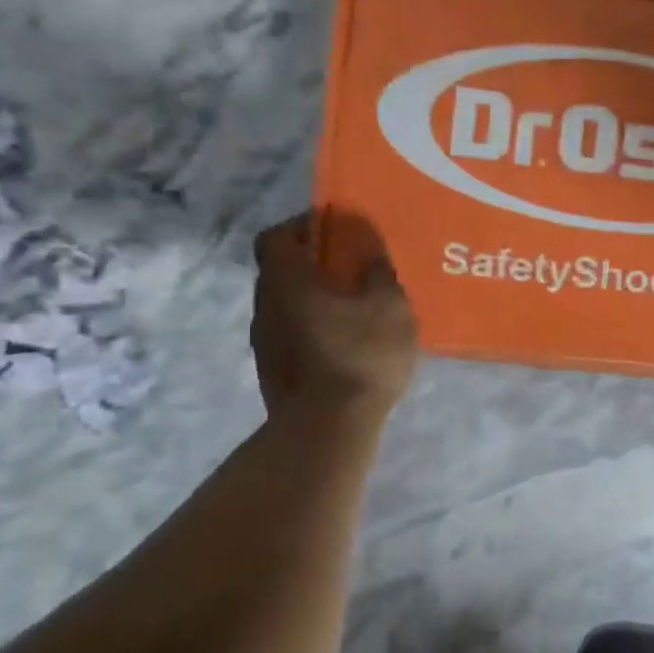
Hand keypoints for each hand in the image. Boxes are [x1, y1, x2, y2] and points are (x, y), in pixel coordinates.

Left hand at [250, 214, 418, 425]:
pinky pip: (293, 331)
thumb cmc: (361, 354)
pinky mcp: (273, 368)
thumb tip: (366, 244)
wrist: (329, 426)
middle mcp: (265, 304)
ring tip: (356, 308)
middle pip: (282, 269)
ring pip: (287, 303)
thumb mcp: (388, 306)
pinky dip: (315, 326)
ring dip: (315, 297)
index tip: (336, 230)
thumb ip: (376, 270)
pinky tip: (347, 341)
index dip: (304, 226)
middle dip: (315, 263)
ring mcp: (264, 340)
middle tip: (354, 270)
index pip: (277, 235)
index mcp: (287, 280)